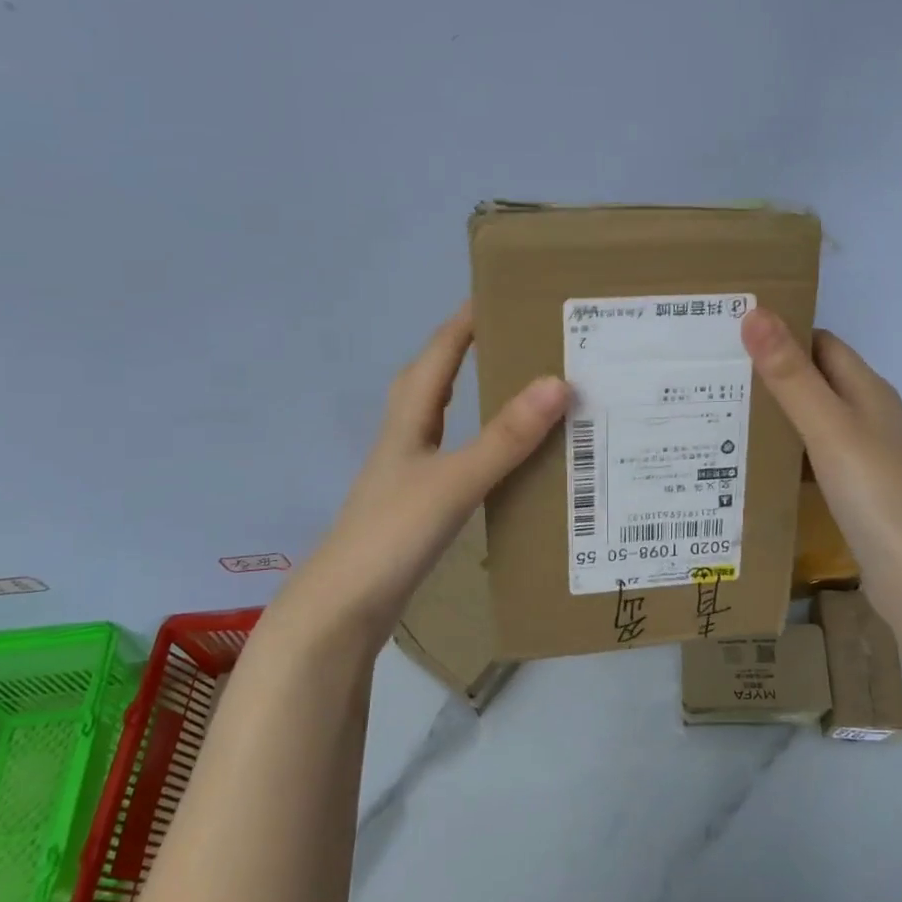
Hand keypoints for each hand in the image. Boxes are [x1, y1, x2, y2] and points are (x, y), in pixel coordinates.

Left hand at [276, 304, 568, 644]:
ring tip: (508, 386)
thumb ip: (506, 437)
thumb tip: (557, 383)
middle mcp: (403, 438)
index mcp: (408, 420)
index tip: (498, 293)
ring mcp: (405, 473)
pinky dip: (472, 440)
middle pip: (429, 379)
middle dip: (462, 350)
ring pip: (437, 417)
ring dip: (466, 394)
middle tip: (509, 336)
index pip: (438, 354)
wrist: (343, 608)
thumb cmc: (394, 534)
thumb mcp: (456, 481)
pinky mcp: (413, 504)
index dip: (464, 322)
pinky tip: (493, 457)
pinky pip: (448, 453)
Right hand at [740, 307, 901, 624]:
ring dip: (776, 416)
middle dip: (770, 375)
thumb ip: (791, 375)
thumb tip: (755, 313)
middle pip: (816, 381)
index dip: (781, 333)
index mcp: (868, 390)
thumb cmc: (876, 493)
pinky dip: (787, 454)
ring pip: (813, 421)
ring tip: (720, 416)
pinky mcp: (859, 491)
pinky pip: (815, 457)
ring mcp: (867, 456)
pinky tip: (755, 465)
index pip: (821, 343)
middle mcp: (870, 416)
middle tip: (712, 377)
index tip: (729, 335)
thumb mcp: (828, 428)